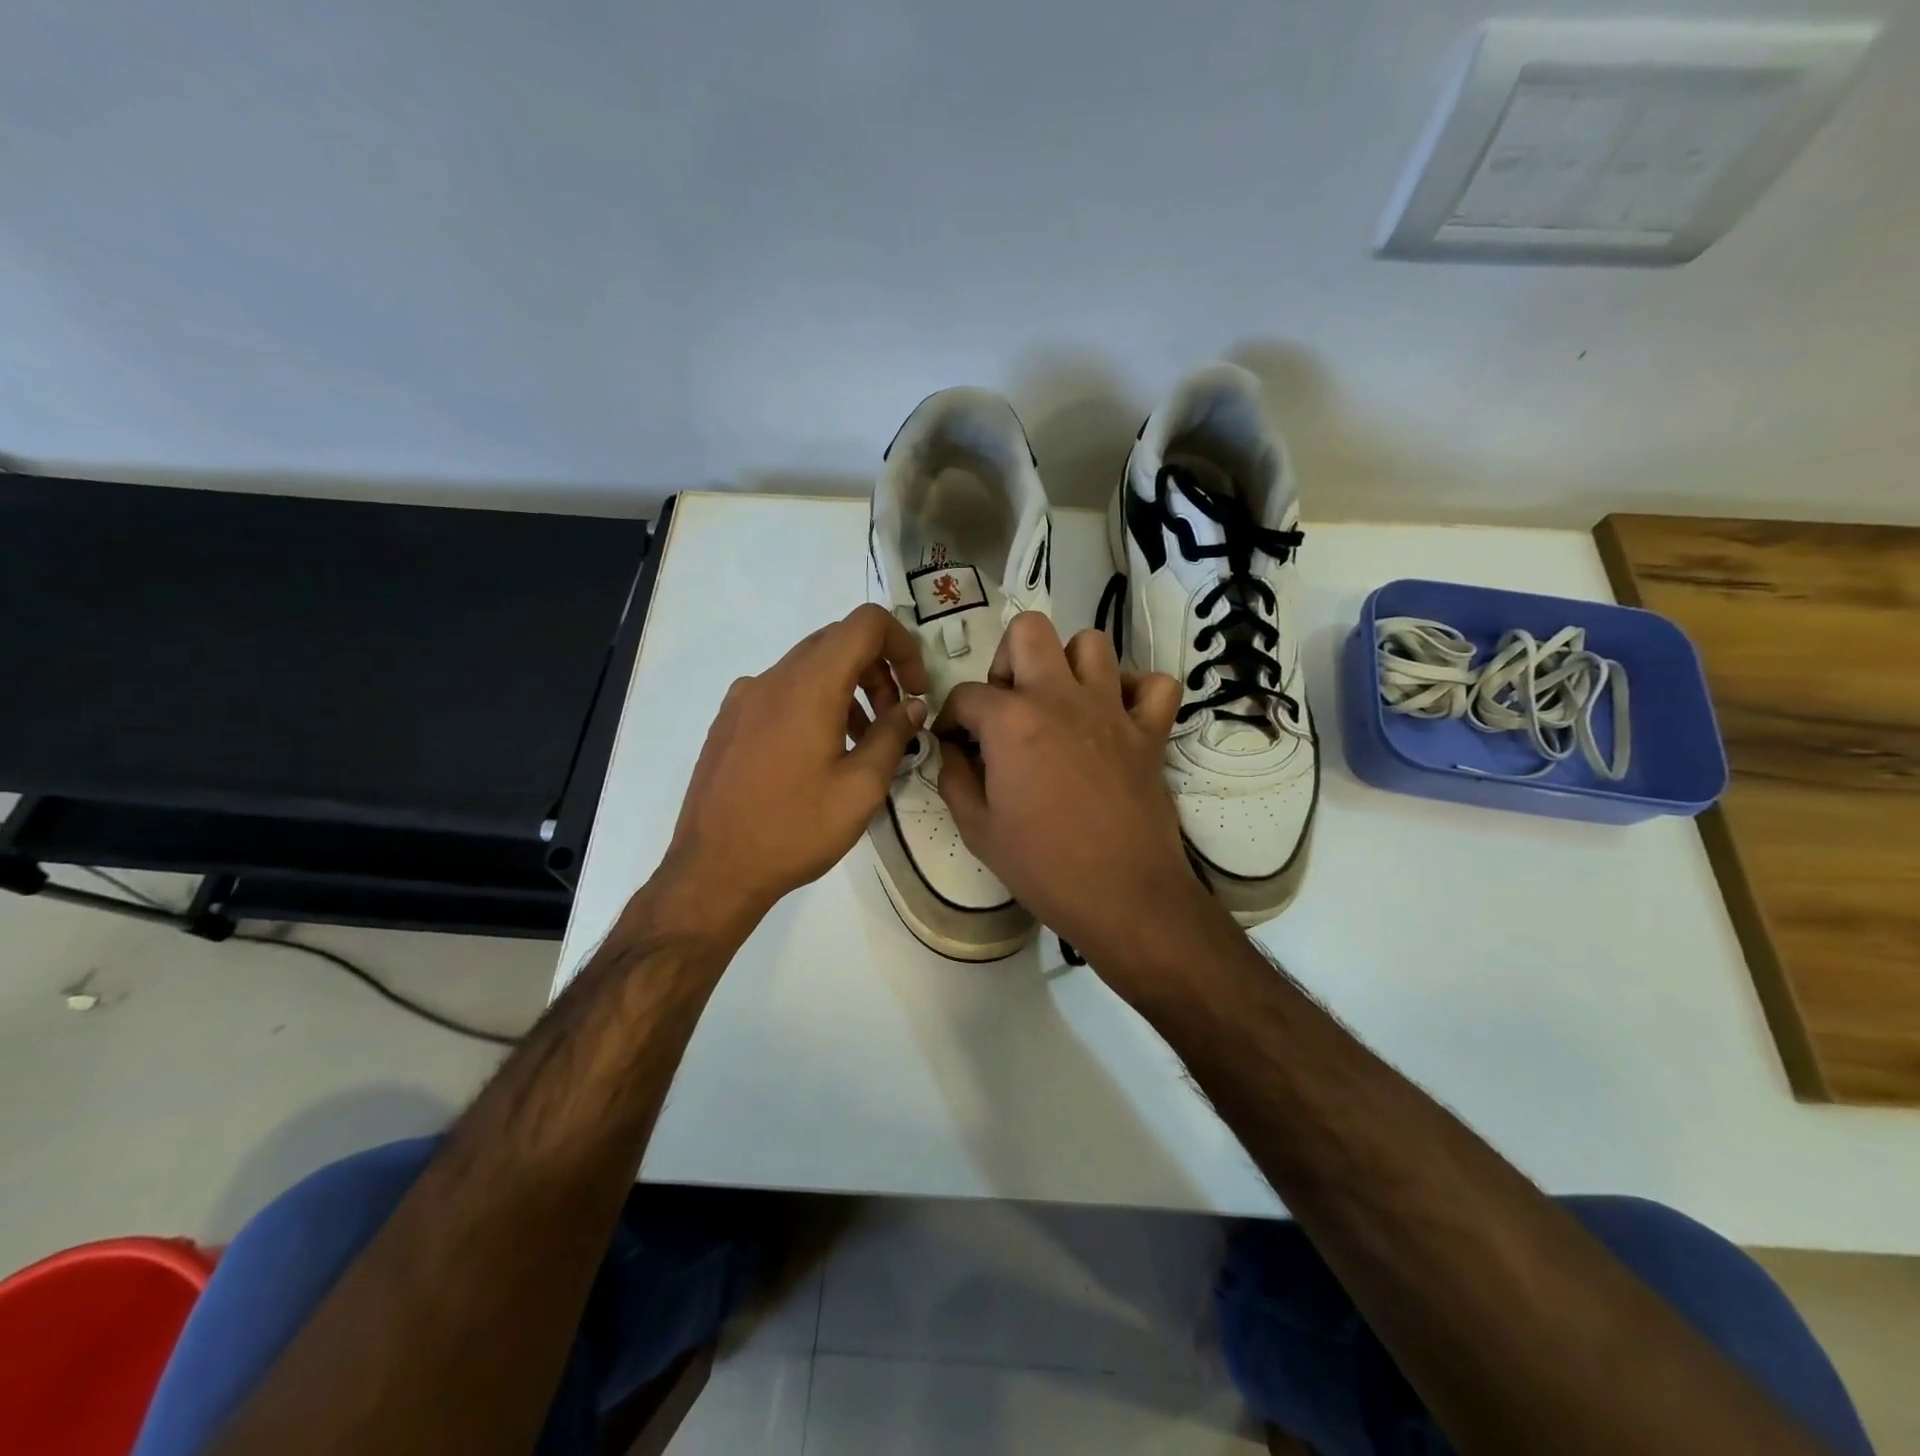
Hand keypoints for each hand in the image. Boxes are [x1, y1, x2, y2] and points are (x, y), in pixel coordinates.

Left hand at [654, 604, 929, 936]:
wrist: (714, 870)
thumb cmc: (795, 829)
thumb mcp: (861, 788)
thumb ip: (893, 735)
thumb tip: (912, 705)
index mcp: (809, 685)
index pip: (866, 624)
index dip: (902, 645)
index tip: (915, 691)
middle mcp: (773, 677)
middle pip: (837, 641)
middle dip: (877, 670)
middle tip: (893, 719)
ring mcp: (744, 697)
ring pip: (808, 667)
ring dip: (846, 688)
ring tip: (860, 741)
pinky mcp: (729, 720)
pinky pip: (781, 691)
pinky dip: (814, 703)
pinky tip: (817, 754)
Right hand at [936, 613, 1216, 981]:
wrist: (1123, 896)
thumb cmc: (1043, 866)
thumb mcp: (977, 829)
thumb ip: (955, 778)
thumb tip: (954, 750)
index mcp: (1012, 721)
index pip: (966, 694)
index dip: (951, 717)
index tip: (954, 742)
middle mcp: (1060, 698)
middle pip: (1029, 631)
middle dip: (1008, 659)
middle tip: (1008, 704)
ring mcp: (1111, 709)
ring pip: (1091, 643)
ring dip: (1069, 665)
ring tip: (1060, 703)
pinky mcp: (1150, 731)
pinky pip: (1154, 684)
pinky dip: (1135, 690)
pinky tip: (1116, 716)